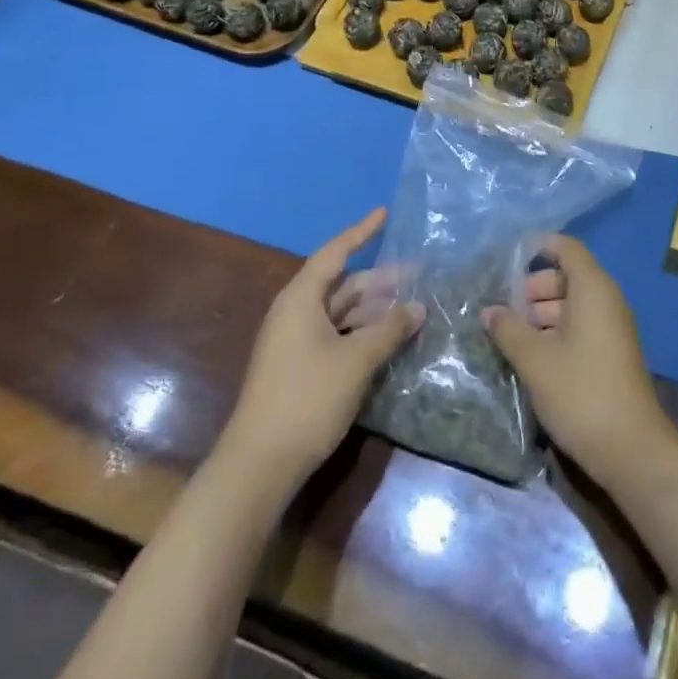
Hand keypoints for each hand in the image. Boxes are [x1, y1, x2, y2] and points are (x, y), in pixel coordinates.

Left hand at [221, 209, 421, 489]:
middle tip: (419, 275)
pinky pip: (336, 335)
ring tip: (411, 309)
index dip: (362, 232)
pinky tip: (388, 339)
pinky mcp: (298, 368)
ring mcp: (295, 342)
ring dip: (374, 309)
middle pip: (343, 284)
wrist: (259, 465)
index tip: (385, 213)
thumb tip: (418, 307)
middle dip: (381, 280)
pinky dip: (362, 332)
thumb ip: (389, 329)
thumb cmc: (308, 398)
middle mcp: (296, 313)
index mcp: (301, 298)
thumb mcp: (356, 360)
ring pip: (342, 312)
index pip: (336, 252)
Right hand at [483, 235, 673, 485]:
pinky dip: (557, 332)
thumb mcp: (535, 360)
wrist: (631, 449)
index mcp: (593, 288)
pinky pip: (581, 327)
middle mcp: (606, 300)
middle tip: (502, 310)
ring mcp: (612, 328)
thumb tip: (489, 310)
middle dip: (533, 289)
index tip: (509, 259)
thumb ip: (509, 330)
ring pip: (572, 305)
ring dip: (542, 315)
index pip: (567, 248)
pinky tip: (531, 356)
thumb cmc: (580, 392)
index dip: (540, 247)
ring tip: (509, 336)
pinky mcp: (612, 354)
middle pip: (568, 277)